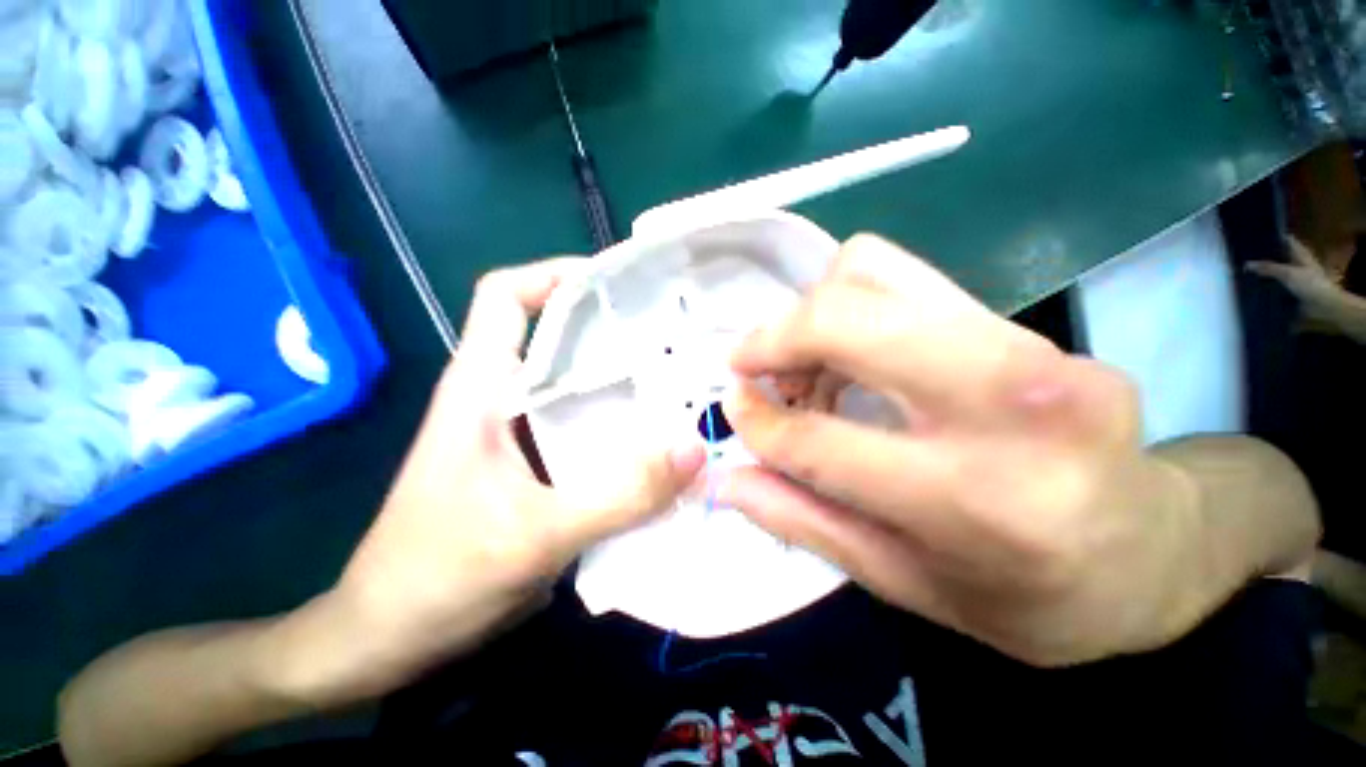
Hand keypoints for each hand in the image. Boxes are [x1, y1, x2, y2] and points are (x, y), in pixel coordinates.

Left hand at [275, 260, 704, 702]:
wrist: (390, 637)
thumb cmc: (436, 577)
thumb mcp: (532, 536)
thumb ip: (617, 496)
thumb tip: (692, 451)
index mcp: (482, 387)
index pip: (507, 297)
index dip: (556, 275)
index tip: (619, 282)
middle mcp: (504, 397)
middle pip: (559, 337)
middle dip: (613, 328)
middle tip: (674, 336)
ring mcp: (523, 433)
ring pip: (579, 386)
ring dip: (626, 381)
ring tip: (680, 382)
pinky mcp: (539, 465)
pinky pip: (589, 429)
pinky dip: (623, 427)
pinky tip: (659, 440)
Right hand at [718, 235, 1226, 666]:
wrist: (1149, 555)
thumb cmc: (1024, 596)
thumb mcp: (901, 583)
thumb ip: (803, 521)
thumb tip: (727, 479)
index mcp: (974, 501)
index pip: (820, 440)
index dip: (758, 420)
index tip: (733, 406)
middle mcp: (1008, 403)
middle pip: (844, 317)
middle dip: (774, 338)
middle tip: (751, 366)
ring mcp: (1028, 346)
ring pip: (869, 272)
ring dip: (811, 314)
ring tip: (806, 364)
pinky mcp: (1029, 322)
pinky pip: (901, 275)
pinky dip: (850, 301)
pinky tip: (851, 351)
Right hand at [1248, 236, 1348, 322]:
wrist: (1325, 306)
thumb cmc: (1311, 284)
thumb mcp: (1288, 273)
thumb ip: (1268, 268)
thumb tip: (1246, 264)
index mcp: (1299, 252)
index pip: (1284, 240)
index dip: (1271, 238)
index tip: (1254, 238)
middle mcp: (1297, 262)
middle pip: (1279, 256)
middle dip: (1265, 256)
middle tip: (1245, 256)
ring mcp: (1296, 277)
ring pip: (1277, 271)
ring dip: (1265, 272)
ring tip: (1245, 272)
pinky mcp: (1293, 289)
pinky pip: (1277, 285)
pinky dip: (1268, 286)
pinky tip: (1256, 287)